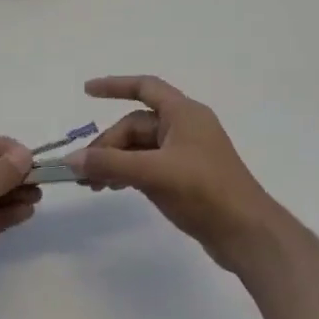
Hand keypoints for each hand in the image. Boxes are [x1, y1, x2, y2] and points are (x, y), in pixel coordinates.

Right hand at [67, 76, 284, 274]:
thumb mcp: (153, 173)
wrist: (246, 233)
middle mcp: (185, 127)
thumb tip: (71, 160)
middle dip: (107, 145)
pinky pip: (148, 166)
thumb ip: (110, 163)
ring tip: (91, 185)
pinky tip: (113, 188)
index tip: (86, 92)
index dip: (114, 85)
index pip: (145, 87)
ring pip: (139, 148)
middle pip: (135, 126)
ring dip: (114, 162)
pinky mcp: (186, 177)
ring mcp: (186, 154)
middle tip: (84, 172)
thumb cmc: (204, 191)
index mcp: (184, 113)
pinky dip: (128, 173)